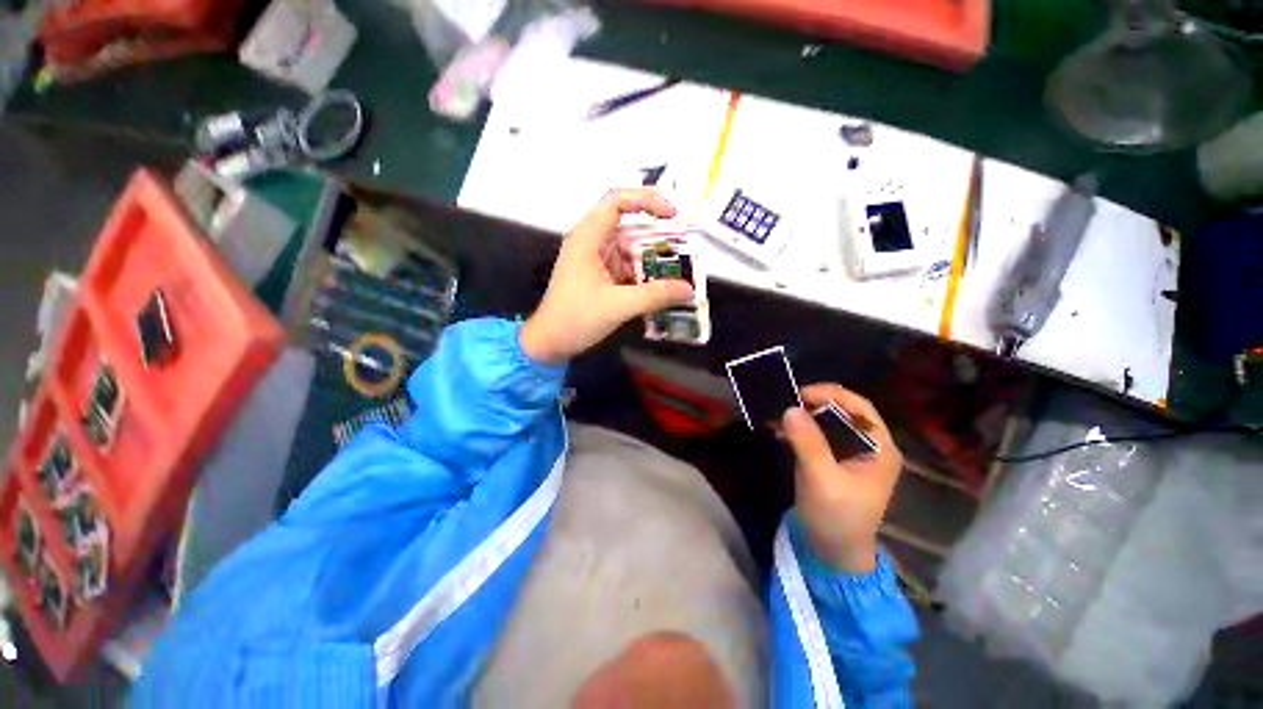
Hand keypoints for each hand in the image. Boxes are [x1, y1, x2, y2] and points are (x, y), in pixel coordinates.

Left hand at [520, 189, 694, 363]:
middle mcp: (591, 242)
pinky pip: (626, 265)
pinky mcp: (599, 275)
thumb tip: (688, 289)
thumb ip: (655, 295)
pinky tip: (661, 285)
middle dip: (657, 235)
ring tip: (678, 269)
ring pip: (629, 247)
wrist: (550, 343)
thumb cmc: (576, 319)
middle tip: (684, 249)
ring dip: (652, 257)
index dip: (647, 200)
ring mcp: (595, 259)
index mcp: (588, 238)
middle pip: (628, 224)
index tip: (672, 215)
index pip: (617, 201)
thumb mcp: (618, 306)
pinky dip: (643, 272)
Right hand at [781, 385, 902, 574]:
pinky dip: (798, 431)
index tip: (800, 395)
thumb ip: (808, 443)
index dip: (831, 395)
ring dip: (803, 417)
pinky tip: (779, 432)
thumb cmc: (836, 517)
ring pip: (826, 422)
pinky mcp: (832, 460)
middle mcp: (868, 446)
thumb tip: (790, 408)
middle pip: (842, 411)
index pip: (859, 408)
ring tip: (778, 418)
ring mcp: (850, 453)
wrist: (832, 553)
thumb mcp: (822, 479)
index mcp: (879, 448)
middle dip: (813, 405)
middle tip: (786, 405)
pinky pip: (816, 435)